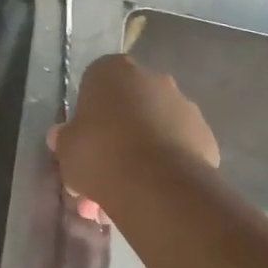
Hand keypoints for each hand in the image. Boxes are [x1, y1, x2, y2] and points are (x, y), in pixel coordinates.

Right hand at [51, 55, 219, 207]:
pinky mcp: (205, 135)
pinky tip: (150, 194)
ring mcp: (184, 106)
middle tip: (100, 174)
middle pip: (128, 107)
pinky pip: (176, 149)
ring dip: (138, 155)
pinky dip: (164, 166)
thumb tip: (63, 136)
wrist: (156, 184)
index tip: (82, 141)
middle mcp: (152, 79)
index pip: (94, 84)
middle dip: (114, 138)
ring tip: (124, 195)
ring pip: (153, 130)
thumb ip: (65, 139)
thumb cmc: (100, 154)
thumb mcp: (66, 149)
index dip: (87, 115)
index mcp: (113, 71)